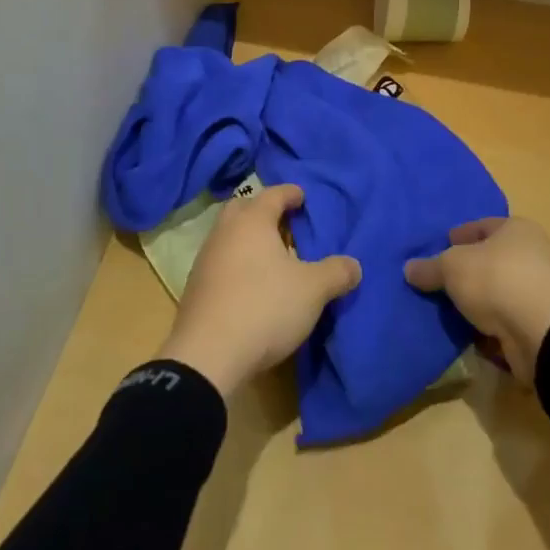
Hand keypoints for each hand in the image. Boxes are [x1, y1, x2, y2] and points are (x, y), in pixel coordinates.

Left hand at [157, 184, 361, 398]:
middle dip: (263, 210)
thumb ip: (336, 273)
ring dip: (247, 239)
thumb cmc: (265, 307)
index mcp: (252, 221)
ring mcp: (205, 259)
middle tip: (284, 222)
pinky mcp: (195, 288)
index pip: (273, 195)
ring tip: (270, 256)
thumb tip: (354, 265)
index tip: (302, 196)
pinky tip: (251, 283)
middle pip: (243, 208)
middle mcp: (225, 232)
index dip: (290, 194)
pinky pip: (220, 261)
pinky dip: (236, 263)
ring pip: (228, 235)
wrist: (207, 355)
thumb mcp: (312, 290)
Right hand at [403, 218, 549, 384]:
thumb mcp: (452, 267)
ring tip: (450, 310)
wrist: (544, 334)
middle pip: (491, 260)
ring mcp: (540, 293)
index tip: (438, 248)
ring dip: (479, 303)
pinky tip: (468, 334)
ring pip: (499, 293)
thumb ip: (430, 267)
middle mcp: (534, 255)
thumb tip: (409, 269)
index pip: (482, 226)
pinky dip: (489, 328)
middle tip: (440, 282)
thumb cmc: (497, 280)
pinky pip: (506, 323)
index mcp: (517, 229)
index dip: (458, 236)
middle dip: (467, 271)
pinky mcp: (541, 326)